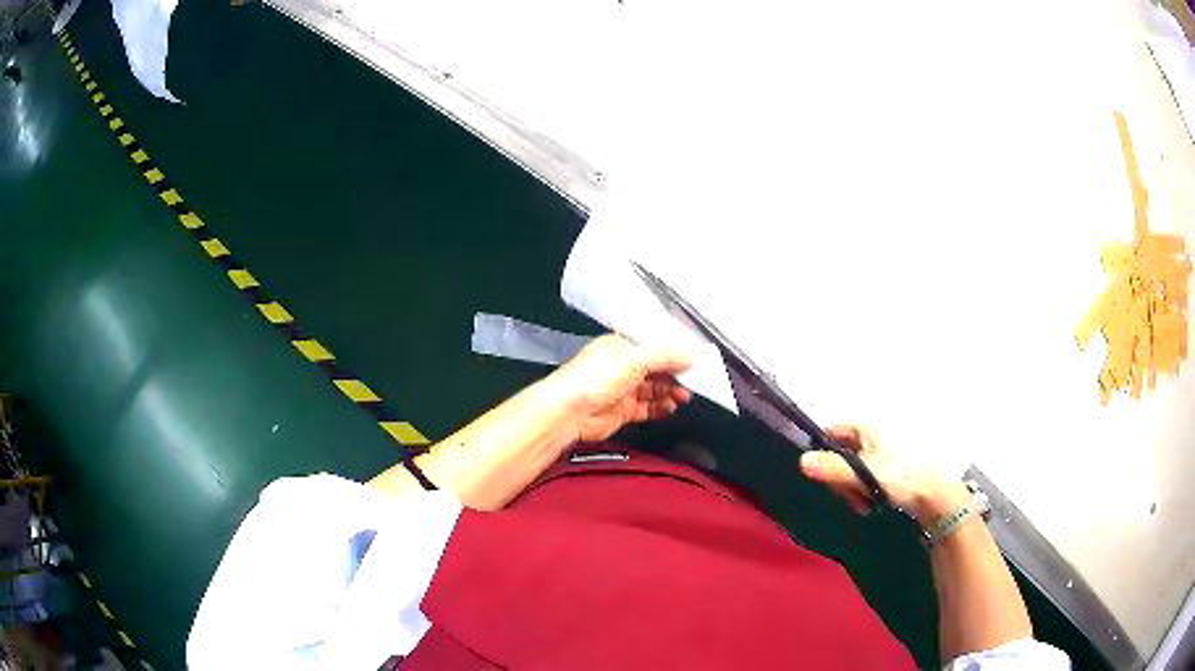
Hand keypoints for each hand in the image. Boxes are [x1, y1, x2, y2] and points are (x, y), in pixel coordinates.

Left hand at [548, 334, 692, 442]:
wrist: (568, 413)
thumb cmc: (588, 380)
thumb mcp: (633, 360)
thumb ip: (664, 356)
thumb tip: (689, 353)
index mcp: (621, 346)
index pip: (654, 346)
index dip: (674, 352)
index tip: (693, 358)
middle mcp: (621, 366)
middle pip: (656, 368)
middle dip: (675, 374)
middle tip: (694, 379)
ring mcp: (621, 389)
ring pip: (654, 389)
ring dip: (670, 391)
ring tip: (685, 395)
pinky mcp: (622, 411)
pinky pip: (647, 408)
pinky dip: (660, 408)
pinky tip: (671, 407)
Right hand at [799, 426, 968, 525]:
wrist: (936, 494)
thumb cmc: (901, 477)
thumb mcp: (864, 474)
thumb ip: (832, 469)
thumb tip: (802, 461)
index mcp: (867, 427)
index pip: (832, 432)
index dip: (823, 453)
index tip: (826, 476)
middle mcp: (875, 432)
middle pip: (842, 453)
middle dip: (843, 477)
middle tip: (852, 495)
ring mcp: (885, 449)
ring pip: (855, 467)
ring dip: (855, 487)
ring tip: (866, 502)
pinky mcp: (894, 465)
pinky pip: (869, 475)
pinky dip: (867, 489)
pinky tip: (874, 502)